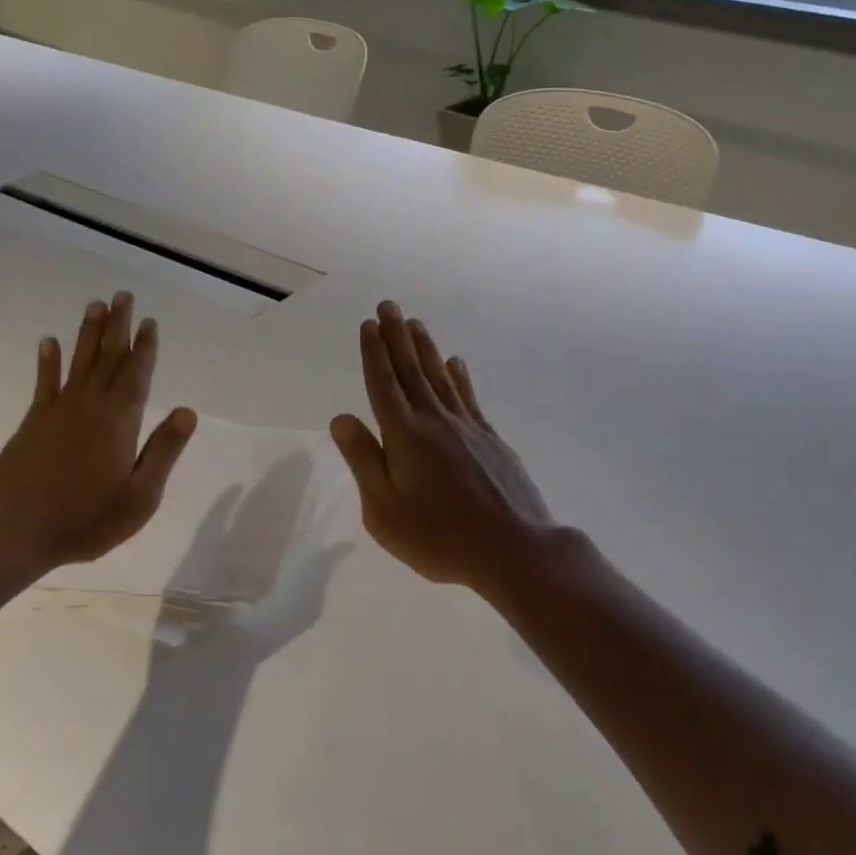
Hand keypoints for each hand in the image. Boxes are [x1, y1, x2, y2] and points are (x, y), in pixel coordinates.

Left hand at [0, 292, 195, 582]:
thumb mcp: (139, 497)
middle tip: (123, 296)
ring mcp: (57, 412)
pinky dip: (48, 362)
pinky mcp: (33, 424)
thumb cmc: (85, 520)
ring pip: (78, 362)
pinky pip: (44, 383)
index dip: (145, 348)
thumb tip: (187, 411)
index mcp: (118, 422)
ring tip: (95, 305)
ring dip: (87, 334)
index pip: (137, 375)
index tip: (150, 322)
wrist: (12, 534)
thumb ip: (163, 451)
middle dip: (118, 327)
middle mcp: (88, 407)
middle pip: (107, 358)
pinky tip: (48, 342)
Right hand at [330, 301, 557, 597]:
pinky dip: (460, 377)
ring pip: (441, 377)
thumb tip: (342, 418)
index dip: (374, 354)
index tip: (369, 325)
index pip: (383, 385)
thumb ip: (364, 461)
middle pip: (412, 371)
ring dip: (426, 349)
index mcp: (404, 437)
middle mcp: (435, 421)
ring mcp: (468, 428)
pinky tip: (456, 363)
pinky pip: (469, 397)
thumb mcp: (385, 511)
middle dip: (397, 337)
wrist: (513, 548)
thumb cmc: (439, 538)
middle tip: (390, 306)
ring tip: (416, 324)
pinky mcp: (492, 440)